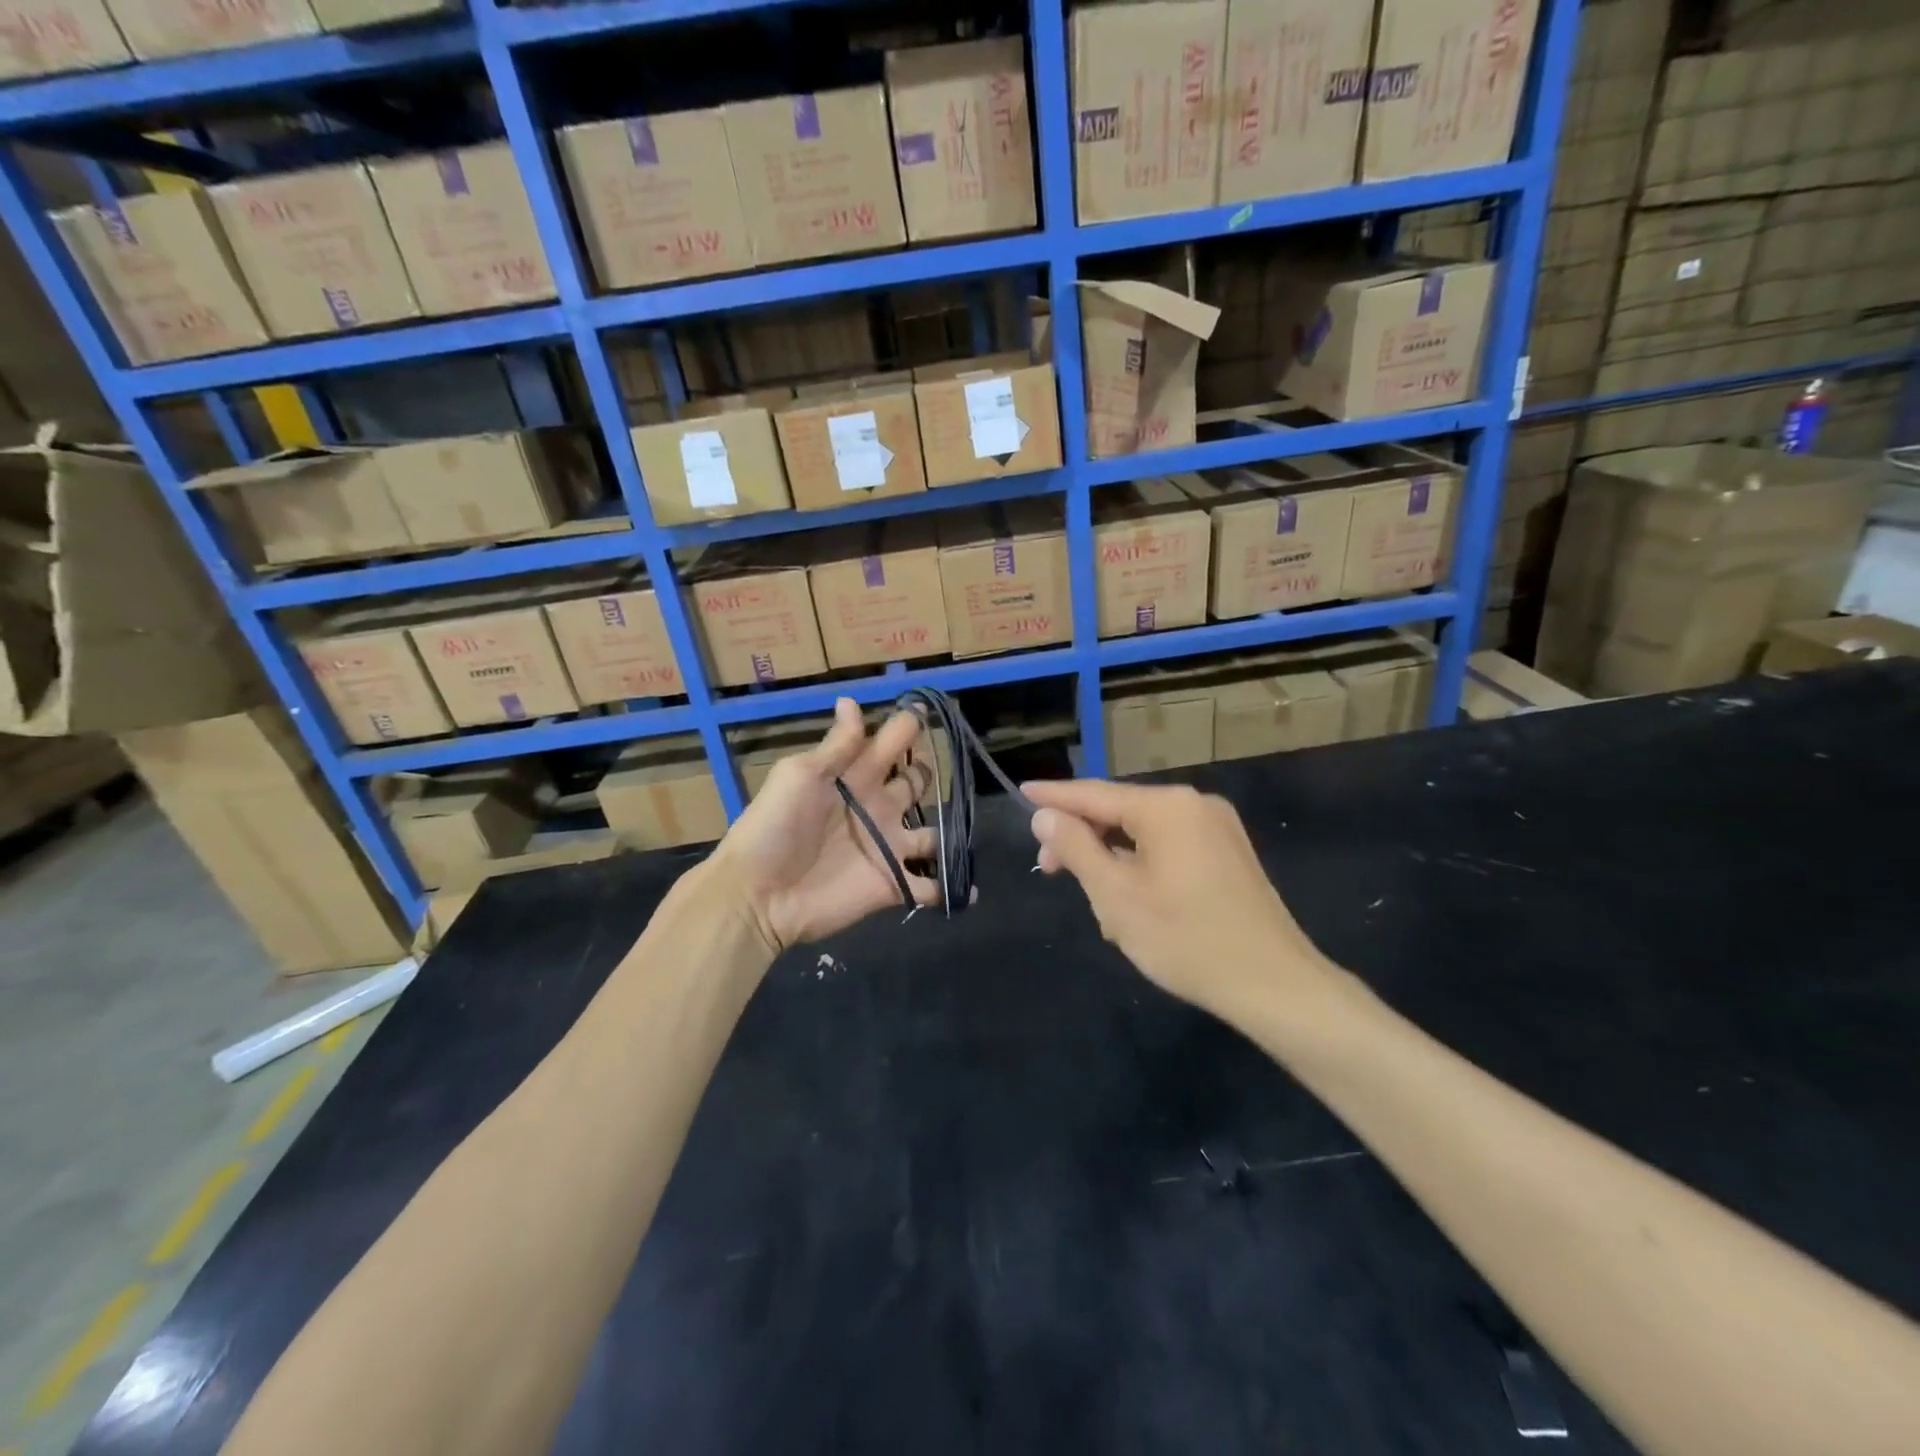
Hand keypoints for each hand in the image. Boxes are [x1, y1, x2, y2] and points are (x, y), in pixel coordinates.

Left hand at [713, 698, 941, 952]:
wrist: (759, 894)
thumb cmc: (775, 827)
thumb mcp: (800, 776)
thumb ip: (837, 746)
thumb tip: (851, 700)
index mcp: (857, 776)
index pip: (892, 743)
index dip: (910, 726)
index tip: (930, 712)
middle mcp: (879, 807)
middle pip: (916, 782)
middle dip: (930, 771)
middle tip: (949, 766)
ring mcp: (888, 847)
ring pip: (932, 834)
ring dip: (950, 833)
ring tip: (965, 830)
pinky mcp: (893, 884)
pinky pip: (930, 886)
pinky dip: (951, 888)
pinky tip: (968, 889)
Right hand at [1025, 780, 1337, 1018]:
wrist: (1275, 985)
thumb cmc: (1186, 939)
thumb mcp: (1116, 895)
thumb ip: (1076, 848)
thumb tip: (1046, 815)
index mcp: (1166, 807)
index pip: (1094, 793)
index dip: (1054, 796)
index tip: (1022, 793)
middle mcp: (1194, 805)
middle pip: (1120, 812)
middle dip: (1083, 838)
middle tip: (1048, 870)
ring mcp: (1217, 829)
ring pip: (1144, 834)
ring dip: (1112, 861)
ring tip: (1097, 905)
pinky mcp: (1228, 854)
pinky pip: (1169, 848)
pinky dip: (1141, 868)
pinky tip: (1130, 905)